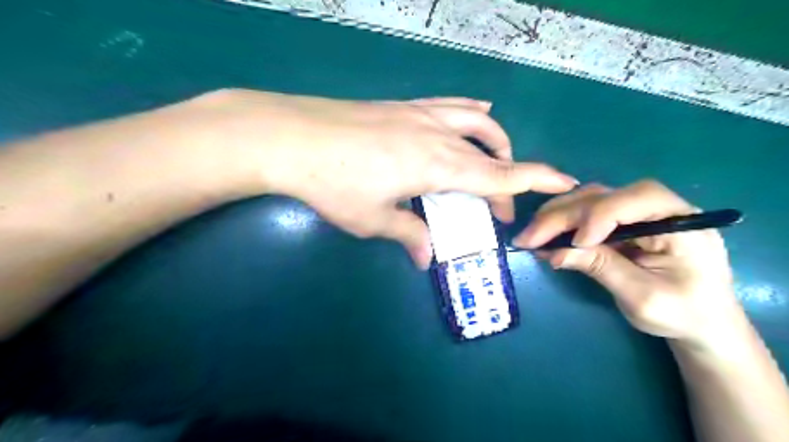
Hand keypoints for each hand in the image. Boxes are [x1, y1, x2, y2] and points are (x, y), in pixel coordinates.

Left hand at [197, 89, 577, 267]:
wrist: (291, 136)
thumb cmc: (333, 183)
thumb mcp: (372, 219)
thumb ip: (408, 235)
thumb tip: (427, 257)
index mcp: (438, 166)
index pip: (501, 175)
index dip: (537, 180)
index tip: (566, 182)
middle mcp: (438, 136)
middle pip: (492, 154)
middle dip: (507, 179)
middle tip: (499, 207)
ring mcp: (420, 115)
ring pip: (476, 122)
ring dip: (495, 142)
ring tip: (497, 158)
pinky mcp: (402, 105)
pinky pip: (450, 105)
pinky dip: (471, 114)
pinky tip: (476, 114)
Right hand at [515, 181, 743, 349]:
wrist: (701, 323)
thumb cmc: (683, 314)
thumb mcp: (643, 297)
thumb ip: (601, 268)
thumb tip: (554, 252)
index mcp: (682, 222)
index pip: (638, 198)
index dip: (600, 215)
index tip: (576, 243)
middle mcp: (658, 208)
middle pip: (604, 197)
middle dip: (562, 216)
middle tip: (528, 238)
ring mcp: (637, 213)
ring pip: (589, 200)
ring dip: (556, 216)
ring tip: (531, 236)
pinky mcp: (621, 223)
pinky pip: (585, 214)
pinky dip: (561, 224)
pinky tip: (544, 237)